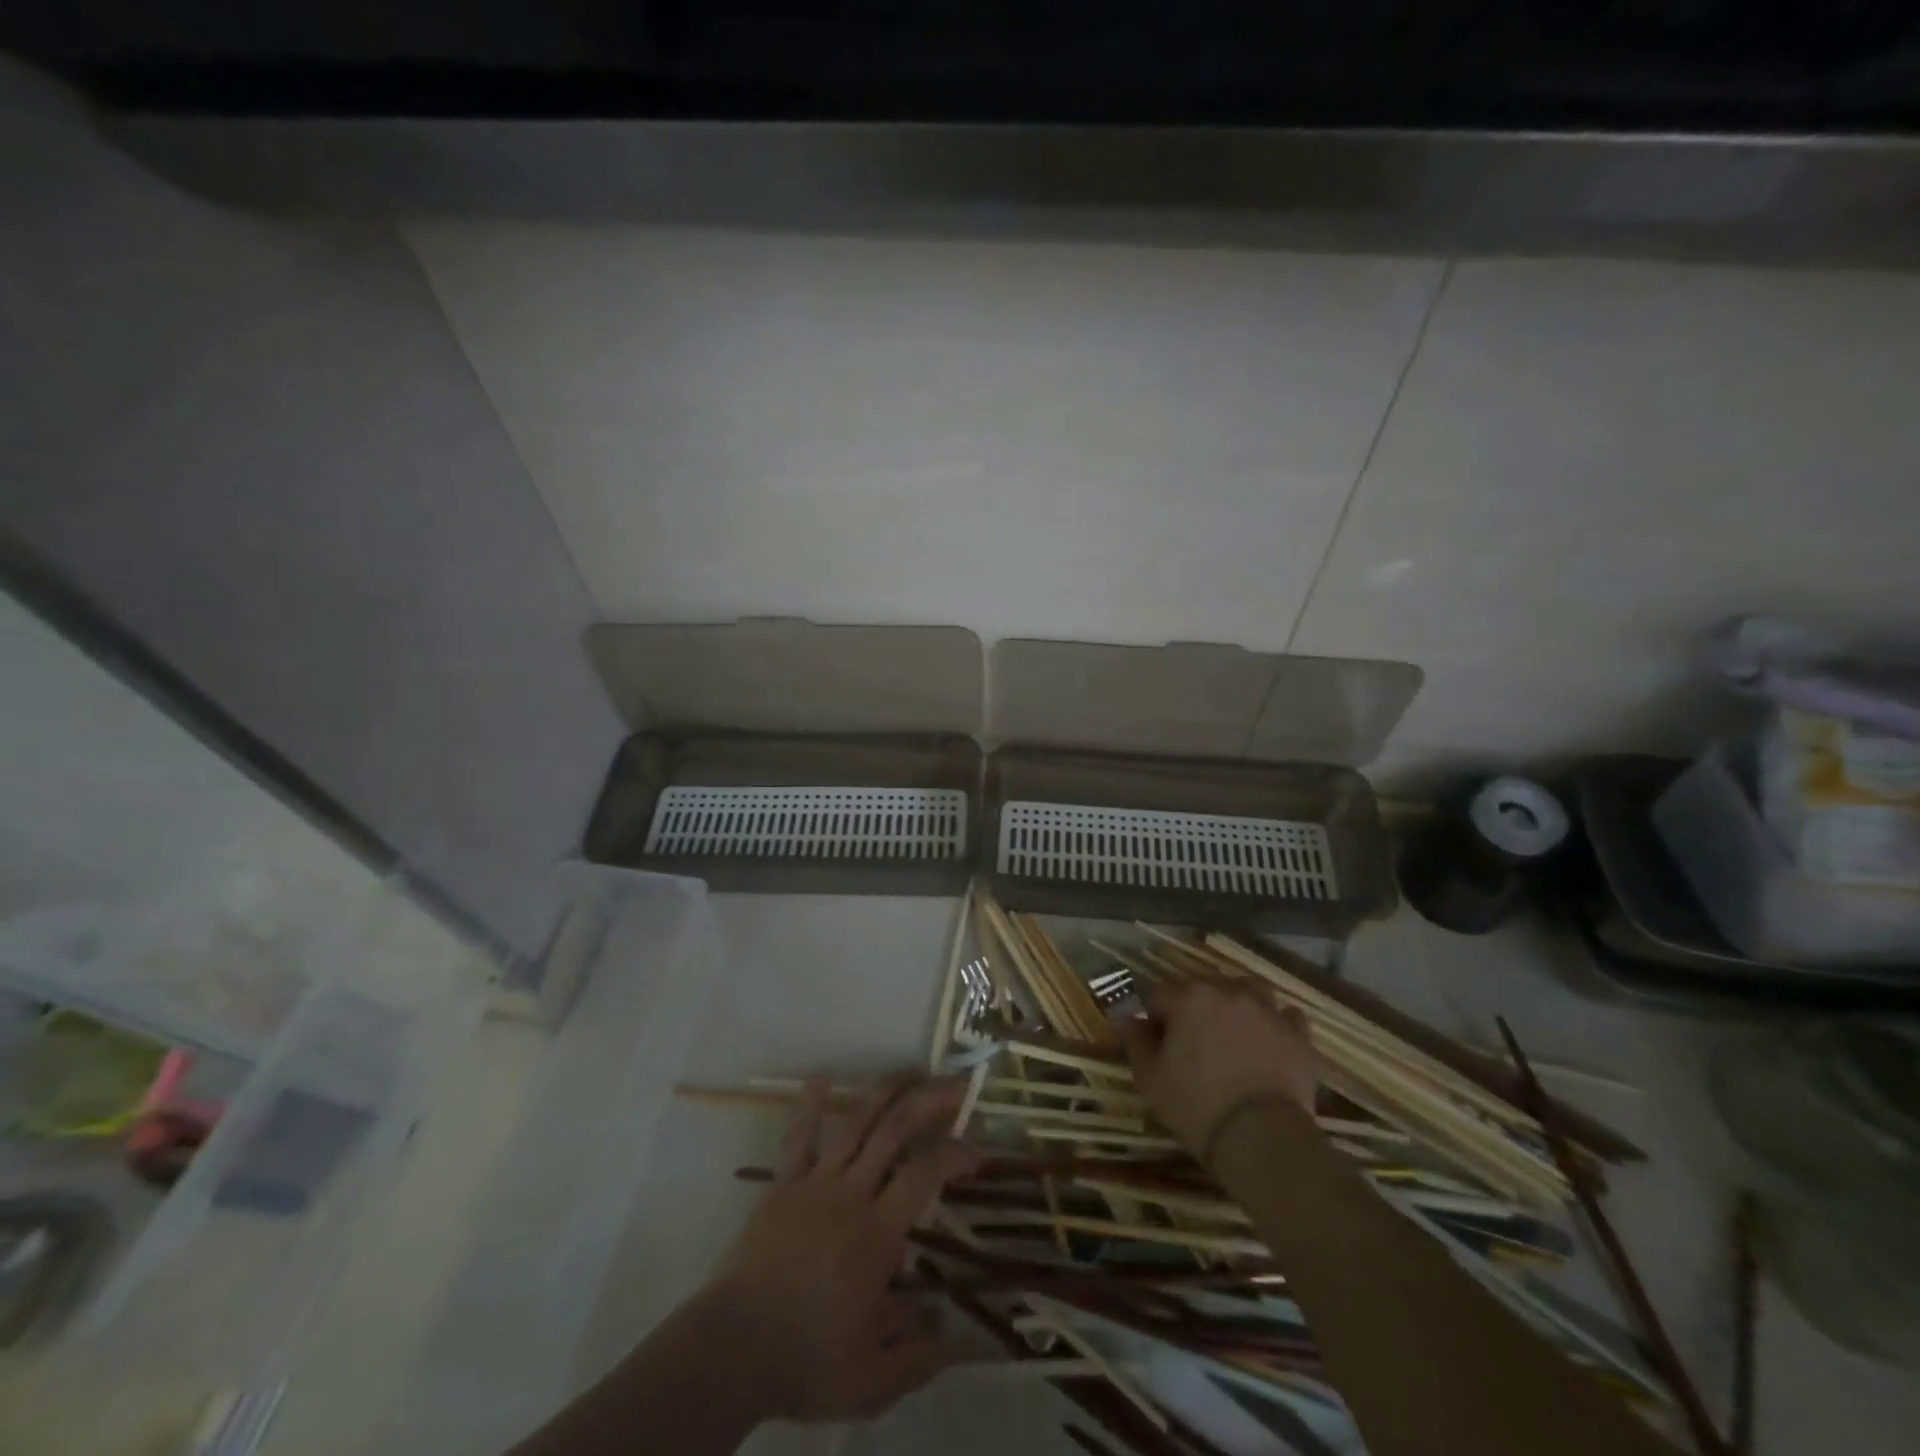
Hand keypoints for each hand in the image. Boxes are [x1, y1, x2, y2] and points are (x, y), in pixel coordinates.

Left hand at [701, 1074, 976, 1422]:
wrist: (730, 1351)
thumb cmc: (804, 1361)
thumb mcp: (871, 1379)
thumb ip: (918, 1358)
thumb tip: (957, 1340)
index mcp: (877, 1234)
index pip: (925, 1175)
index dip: (955, 1152)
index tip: (977, 1148)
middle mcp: (851, 1193)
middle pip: (894, 1131)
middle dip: (928, 1102)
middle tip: (954, 1084)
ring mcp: (814, 1183)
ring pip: (855, 1122)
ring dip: (884, 1090)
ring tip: (908, 1069)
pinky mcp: (781, 1184)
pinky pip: (798, 1136)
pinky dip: (810, 1103)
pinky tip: (822, 1074)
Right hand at [1118, 977, 1319, 1158]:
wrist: (1262, 1138)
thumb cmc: (1196, 1105)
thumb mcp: (1150, 1077)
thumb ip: (1135, 1039)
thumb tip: (1125, 1015)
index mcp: (1188, 997)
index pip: (1159, 994)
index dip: (1153, 1018)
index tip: (1155, 1043)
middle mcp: (1228, 991)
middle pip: (1202, 987)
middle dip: (1192, 1008)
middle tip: (1190, 1043)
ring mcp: (1267, 1010)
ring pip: (1247, 990)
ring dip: (1236, 1004)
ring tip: (1232, 1032)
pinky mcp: (1297, 1034)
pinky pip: (1285, 1016)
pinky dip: (1275, 1023)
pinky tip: (1269, 1041)